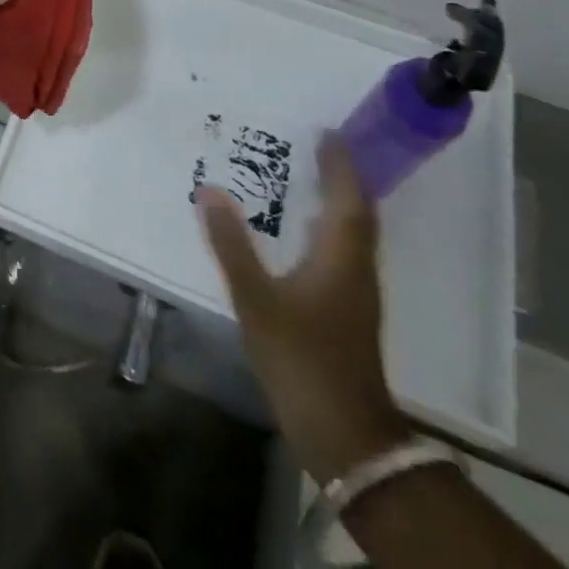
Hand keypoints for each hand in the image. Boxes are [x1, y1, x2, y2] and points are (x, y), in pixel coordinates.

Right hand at [199, 135, 406, 484]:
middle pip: (358, 212)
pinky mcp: (350, 311)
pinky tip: (307, 229)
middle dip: (343, 176)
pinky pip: (345, 250)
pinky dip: (332, 226)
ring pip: (354, 232)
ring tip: (312, 176)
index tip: (328, 132)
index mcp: (340, 256)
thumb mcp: (257, 300)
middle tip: (320, 146)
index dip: (340, 164)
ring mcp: (357, 292)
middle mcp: (356, 267)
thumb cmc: (303, 359)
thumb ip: (232, 244)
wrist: (347, 436)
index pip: (348, 198)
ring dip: (339, 200)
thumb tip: (210, 189)